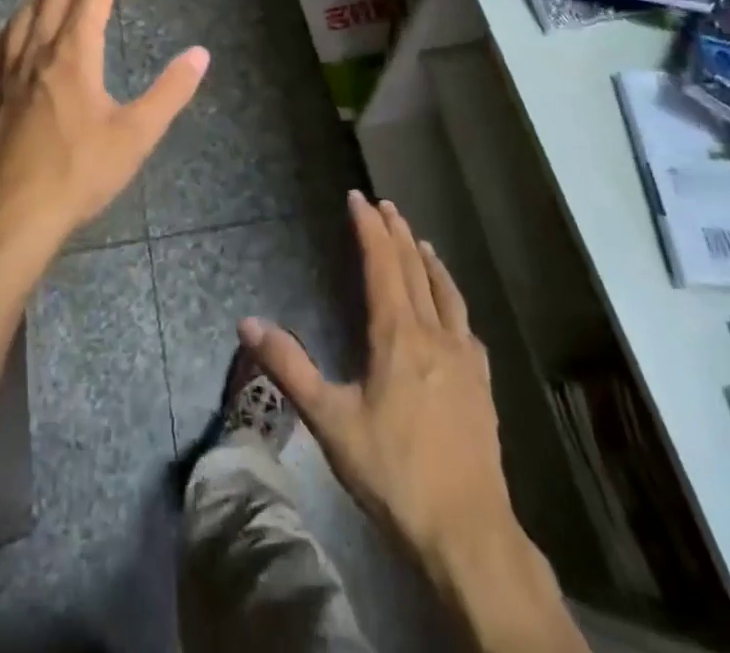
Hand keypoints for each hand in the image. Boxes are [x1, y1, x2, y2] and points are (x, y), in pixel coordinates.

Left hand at [0, 0, 208, 249]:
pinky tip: (15, 30)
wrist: (12, 214)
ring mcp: (10, 76)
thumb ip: (170, 93)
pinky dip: (16, 23)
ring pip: (25, 18)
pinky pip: (4, 44)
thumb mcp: (136, 135)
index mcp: (74, 57)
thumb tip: (200, 54)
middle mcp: (39, 55)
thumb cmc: (79, 173)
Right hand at [241, 192, 520, 580]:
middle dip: (397, 232)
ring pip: (446, 292)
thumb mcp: (330, 421)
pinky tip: (453, 309)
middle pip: (414, 269)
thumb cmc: (393, 473)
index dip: (369, 228)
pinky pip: (466, 324)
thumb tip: (247, 323)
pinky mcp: (482, 385)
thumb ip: (289, 368)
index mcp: (397, 335)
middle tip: (385, 205)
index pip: (382, 264)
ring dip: (429, 260)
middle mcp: (434, 334)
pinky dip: (453, 299)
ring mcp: (464, 358)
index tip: (358, 198)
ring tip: (420, 239)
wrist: (467, 532)